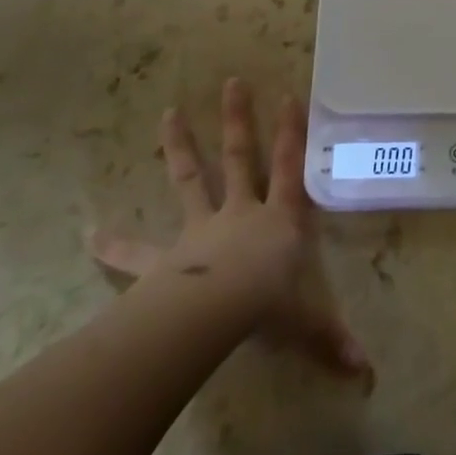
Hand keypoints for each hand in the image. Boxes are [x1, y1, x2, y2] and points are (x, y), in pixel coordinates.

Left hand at [88, 78, 369, 379]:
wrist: (215, 310)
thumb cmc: (267, 305)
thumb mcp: (305, 322)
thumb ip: (330, 340)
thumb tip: (366, 373)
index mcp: (278, 219)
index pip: (291, 167)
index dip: (293, 132)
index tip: (289, 95)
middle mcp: (241, 212)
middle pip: (242, 157)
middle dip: (238, 120)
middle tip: (232, 82)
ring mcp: (200, 229)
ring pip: (191, 178)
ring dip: (180, 146)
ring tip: (168, 113)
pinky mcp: (165, 258)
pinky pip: (137, 252)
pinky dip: (114, 244)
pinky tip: (89, 234)